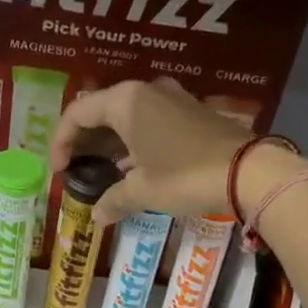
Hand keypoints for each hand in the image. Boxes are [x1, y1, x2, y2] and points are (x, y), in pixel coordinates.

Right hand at [49, 78, 261, 225]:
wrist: (249, 171)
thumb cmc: (186, 176)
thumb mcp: (144, 191)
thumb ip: (114, 199)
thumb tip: (97, 216)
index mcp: (125, 102)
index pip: (77, 113)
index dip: (61, 142)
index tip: (59, 171)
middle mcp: (145, 91)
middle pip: (100, 110)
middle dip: (83, 140)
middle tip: (75, 169)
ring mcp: (170, 97)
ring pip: (125, 115)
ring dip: (108, 141)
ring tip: (101, 171)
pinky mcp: (189, 110)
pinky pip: (147, 119)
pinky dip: (132, 139)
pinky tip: (131, 166)